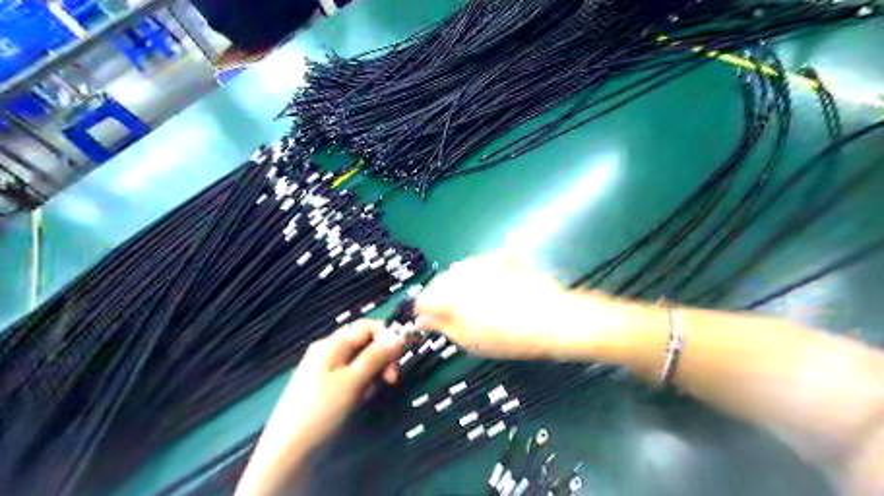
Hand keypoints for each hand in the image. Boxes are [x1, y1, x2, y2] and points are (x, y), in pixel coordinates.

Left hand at [278, 319, 406, 447]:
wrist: (288, 450)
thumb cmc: (322, 409)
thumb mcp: (353, 381)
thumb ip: (376, 356)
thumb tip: (399, 336)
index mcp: (332, 344)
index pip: (366, 327)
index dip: (386, 335)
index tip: (401, 355)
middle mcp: (329, 352)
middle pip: (364, 344)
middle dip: (381, 358)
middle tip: (392, 379)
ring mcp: (326, 370)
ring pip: (360, 363)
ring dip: (372, 374)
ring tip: (370, 394)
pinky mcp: (326, 388)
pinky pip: (351, 378)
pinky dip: (361, 385)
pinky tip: (360, 400)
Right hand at [416, 255, 572, 359]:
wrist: (550, 318)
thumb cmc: (507, 337)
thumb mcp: (469, 340)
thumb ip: (441, 326)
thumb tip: (422, 320)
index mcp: (448, 294)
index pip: (422, 299)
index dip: (425, 313)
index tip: (433, 323)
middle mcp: (460, 272)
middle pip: (438, 283)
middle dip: (441, 298)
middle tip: (457, 317)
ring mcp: (480, 261)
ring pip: (458, 272)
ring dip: (459, 286)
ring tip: (477, 304)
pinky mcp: (498, 257)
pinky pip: (478, 266)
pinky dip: (478, 276)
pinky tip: (492, 290)